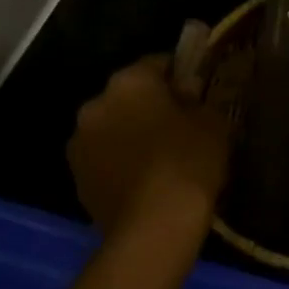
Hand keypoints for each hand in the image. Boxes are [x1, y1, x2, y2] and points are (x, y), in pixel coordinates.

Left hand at [67, 56, 230, 245]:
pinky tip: (145, 178)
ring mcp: (80, 143)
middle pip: (129, 94)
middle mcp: (95, 104)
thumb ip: (198, 97)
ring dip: (131, 132)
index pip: (158, 62)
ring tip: (162, 155)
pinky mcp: (76, 178)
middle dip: (151, 104)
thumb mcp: (212, 120)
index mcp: (129, 81)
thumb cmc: (188, 161)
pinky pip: (104, 157)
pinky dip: (121, 160)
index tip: (198, 91)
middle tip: (181, 123)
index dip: (181, 74)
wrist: (153, 226)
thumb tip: (187, 91)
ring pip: (113, 126)